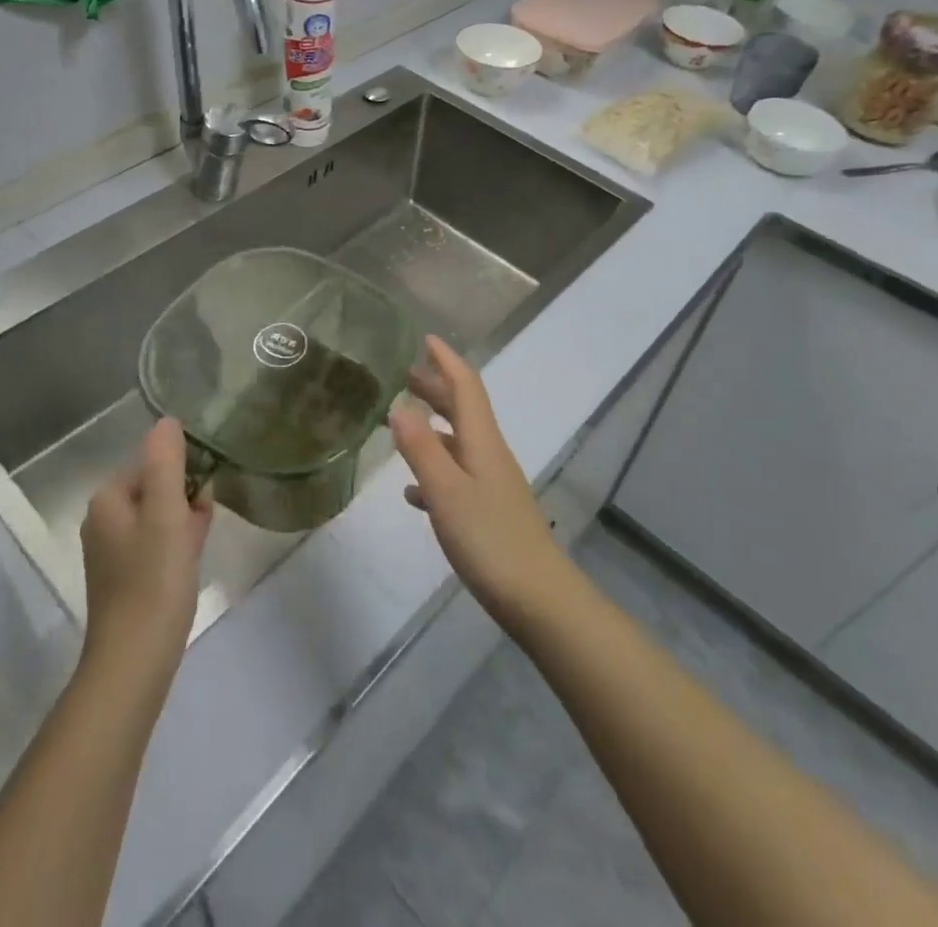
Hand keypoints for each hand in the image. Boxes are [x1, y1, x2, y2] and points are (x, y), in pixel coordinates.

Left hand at [79, 419, 213, 685]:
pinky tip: (191, 561)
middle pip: (155, 487)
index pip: (152, 462)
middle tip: (201, 523)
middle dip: (184, 497)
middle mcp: (103, 520)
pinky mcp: (124, 577)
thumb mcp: (166, 513)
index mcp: (107, 499)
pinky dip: (176, 543)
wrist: (134, 662)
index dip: (183, 473)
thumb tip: (167, 421)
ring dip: (184, 520)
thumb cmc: (153, 580)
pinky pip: (156, 542)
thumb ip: (167, 462)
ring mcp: (112, 551)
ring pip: (159, 516)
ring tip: (198, 544)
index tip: (202, 497)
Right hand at [390, 337, 571, 629]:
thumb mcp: (447, 493)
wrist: (539, 599)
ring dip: (432, 425)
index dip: (447, 359)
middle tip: (403, 375)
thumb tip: (398, 405)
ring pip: (458, 440)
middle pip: (462, 409)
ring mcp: (491, 482)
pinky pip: (456, 475)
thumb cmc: (490, 540)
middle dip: (435, 387)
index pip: (465, 386)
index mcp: (481, 441)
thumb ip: (421, 450)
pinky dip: (434, 469)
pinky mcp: (489, 510)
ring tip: (400, 422)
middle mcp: (489, 453)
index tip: (425, 338)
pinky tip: (413, 491)